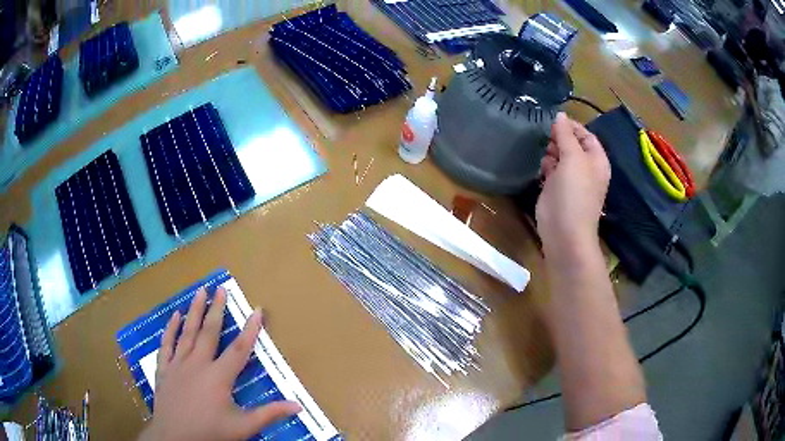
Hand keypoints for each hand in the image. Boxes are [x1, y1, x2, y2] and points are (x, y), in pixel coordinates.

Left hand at [139, 287, 300, 440]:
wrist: (175, 438)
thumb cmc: (211, 433)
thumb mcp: (244, 427)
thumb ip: (270, 414)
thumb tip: (299, 405)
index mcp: (219, 377)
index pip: (239, 349)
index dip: (251, 329)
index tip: (258, 310)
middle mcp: (198, 364)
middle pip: (209, 332)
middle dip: (217, 309)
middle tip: (221, 289)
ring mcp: (178, 364)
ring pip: (187, 332)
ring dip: (194, 311)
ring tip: (200, 291)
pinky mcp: (164, 369)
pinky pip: (167, 344)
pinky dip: (171, 329)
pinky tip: (175, 315)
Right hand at [536, 113, 610, 261]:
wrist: (564, 231)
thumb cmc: (574, 193)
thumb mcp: (573, 158)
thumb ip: (566, 134)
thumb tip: (560, 115)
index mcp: (596, 160)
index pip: (586, 135)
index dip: (571, 126)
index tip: (552, 120)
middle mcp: (586, 168)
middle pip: (572, 144)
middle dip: (559, 138)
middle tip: (544, 135)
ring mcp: (571, 180)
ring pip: (560, 156)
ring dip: (551, 152)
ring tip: (542, 151)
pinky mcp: (557, 189)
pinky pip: (551, 170)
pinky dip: (546, 165)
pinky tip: (540, 166)